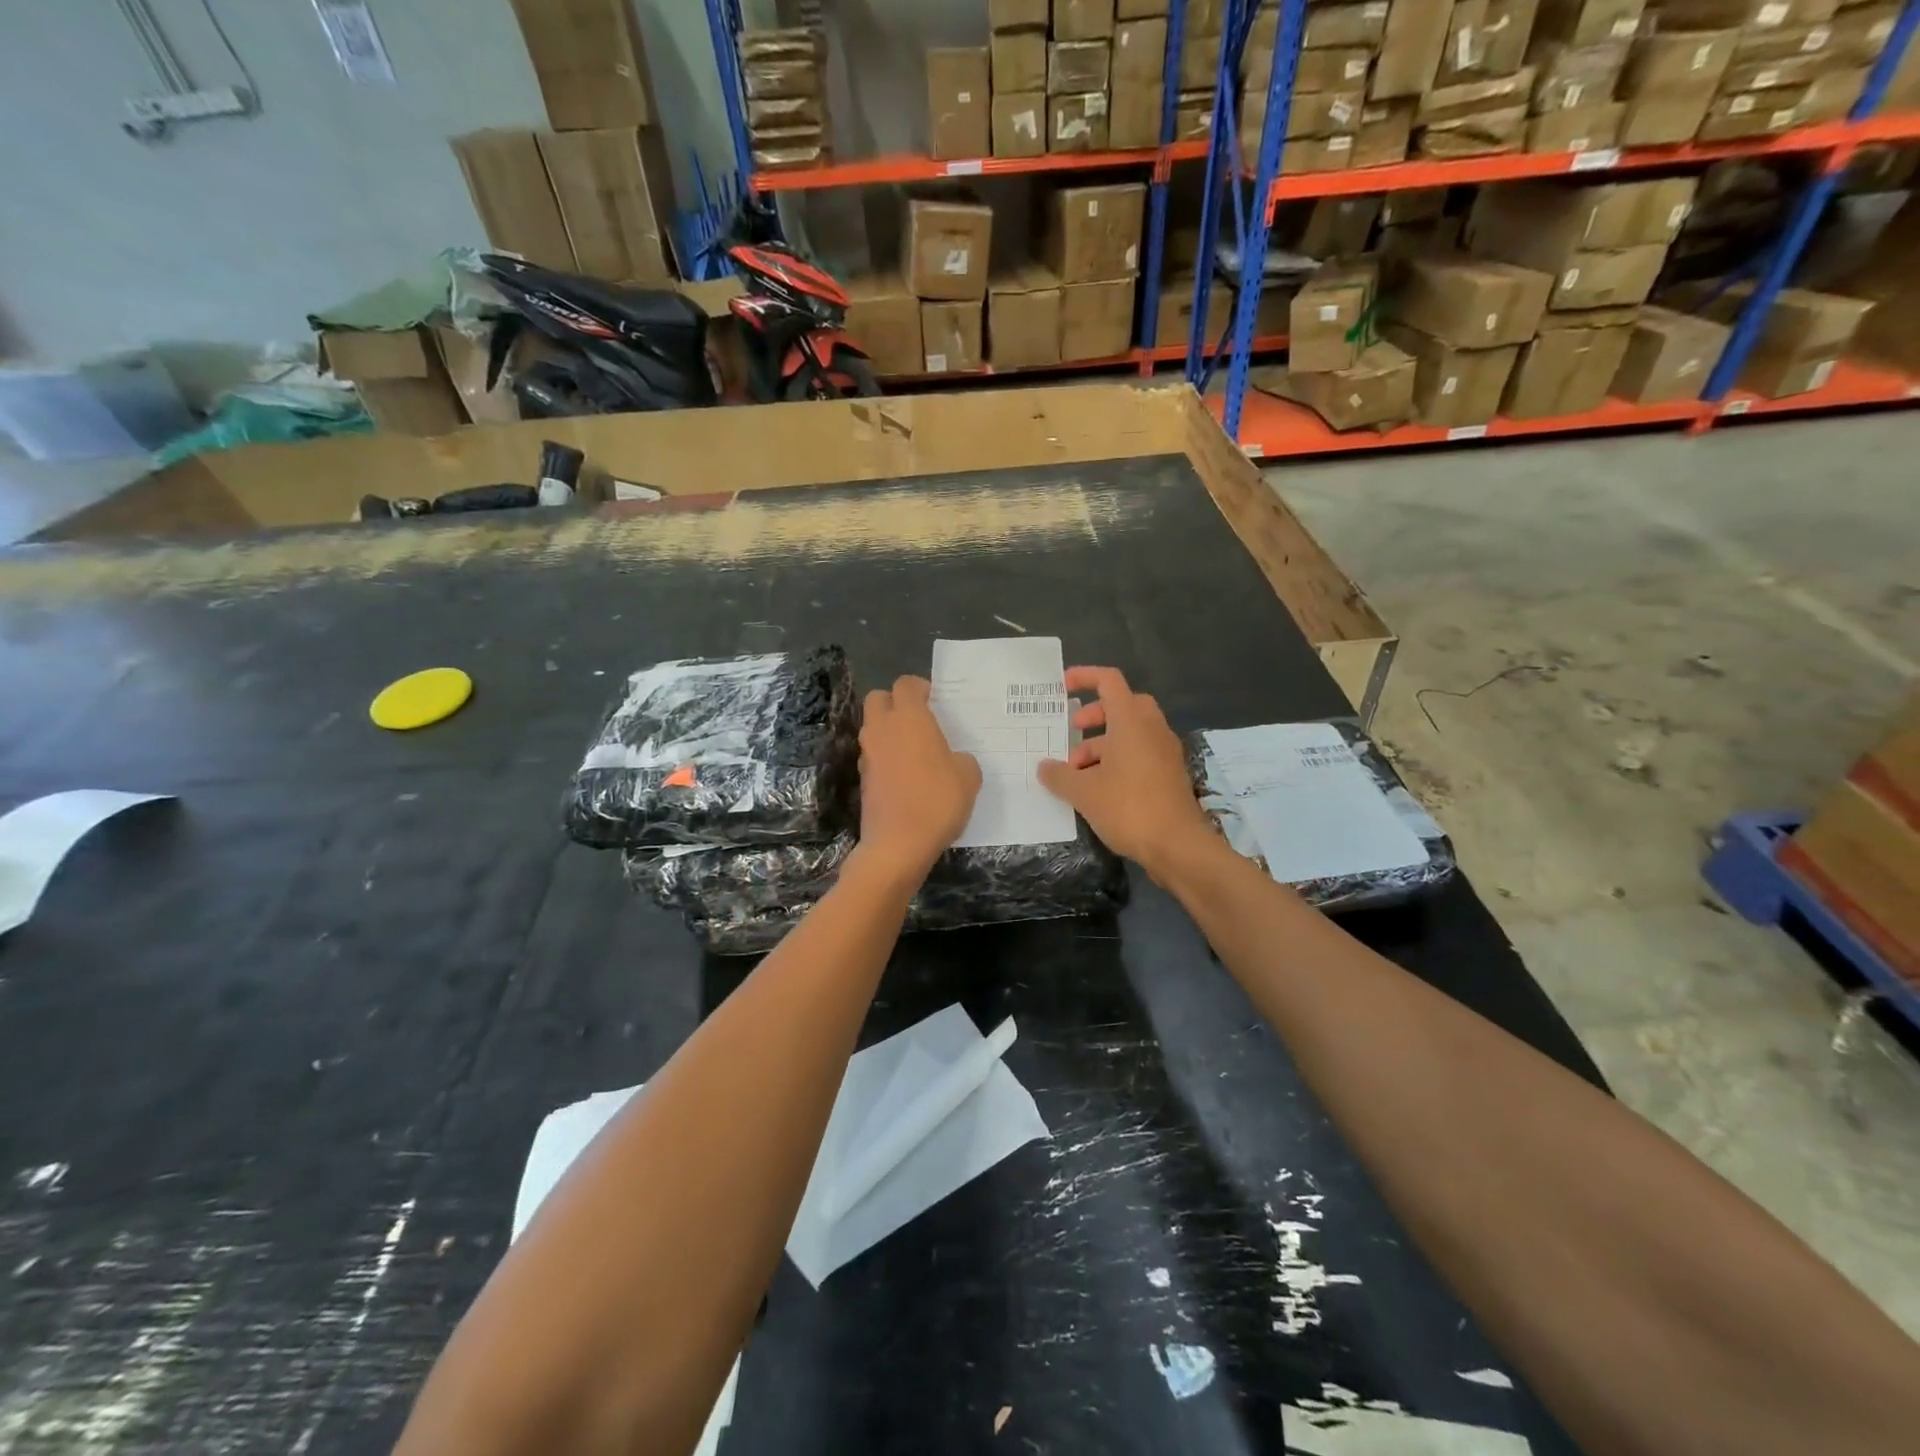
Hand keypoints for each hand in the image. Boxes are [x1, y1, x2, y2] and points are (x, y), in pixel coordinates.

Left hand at [855, 676, 980, 883]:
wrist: (898, 844)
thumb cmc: (937, 801)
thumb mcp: (968, 776)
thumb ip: (962, 759)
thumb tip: (953, 760)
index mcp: (909, 718)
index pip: (905, 684)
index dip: (919, 688)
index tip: (934, 699)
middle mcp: (882, 729)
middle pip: (878, 699)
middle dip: (895, 702)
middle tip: (918, 718)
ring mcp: (868, 754)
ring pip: (872, 727)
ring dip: (889, 730)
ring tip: (915, 748)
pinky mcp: (862, 778)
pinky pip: (873, 754)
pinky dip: (886, 756)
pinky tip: (906, 774)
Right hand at [1038, 666, 1213, 880]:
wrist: (1178, 845)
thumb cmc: (1128, 808)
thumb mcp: (1084, 792)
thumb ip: (1059, 776)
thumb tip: (1043, 767)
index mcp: (1131, 721)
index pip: (1109, 681)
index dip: (1085, 677)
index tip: (1062, 687)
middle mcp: (1152, 729)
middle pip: (1123, 705)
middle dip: (1095, 714)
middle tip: (1073, 731)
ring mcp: (1164, 752)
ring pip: (1131, 732)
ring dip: (1102, 743)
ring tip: (1076, 771)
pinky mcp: (1169, 774)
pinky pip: (1140, 753)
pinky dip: (1118, 759)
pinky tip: (1098, 787)